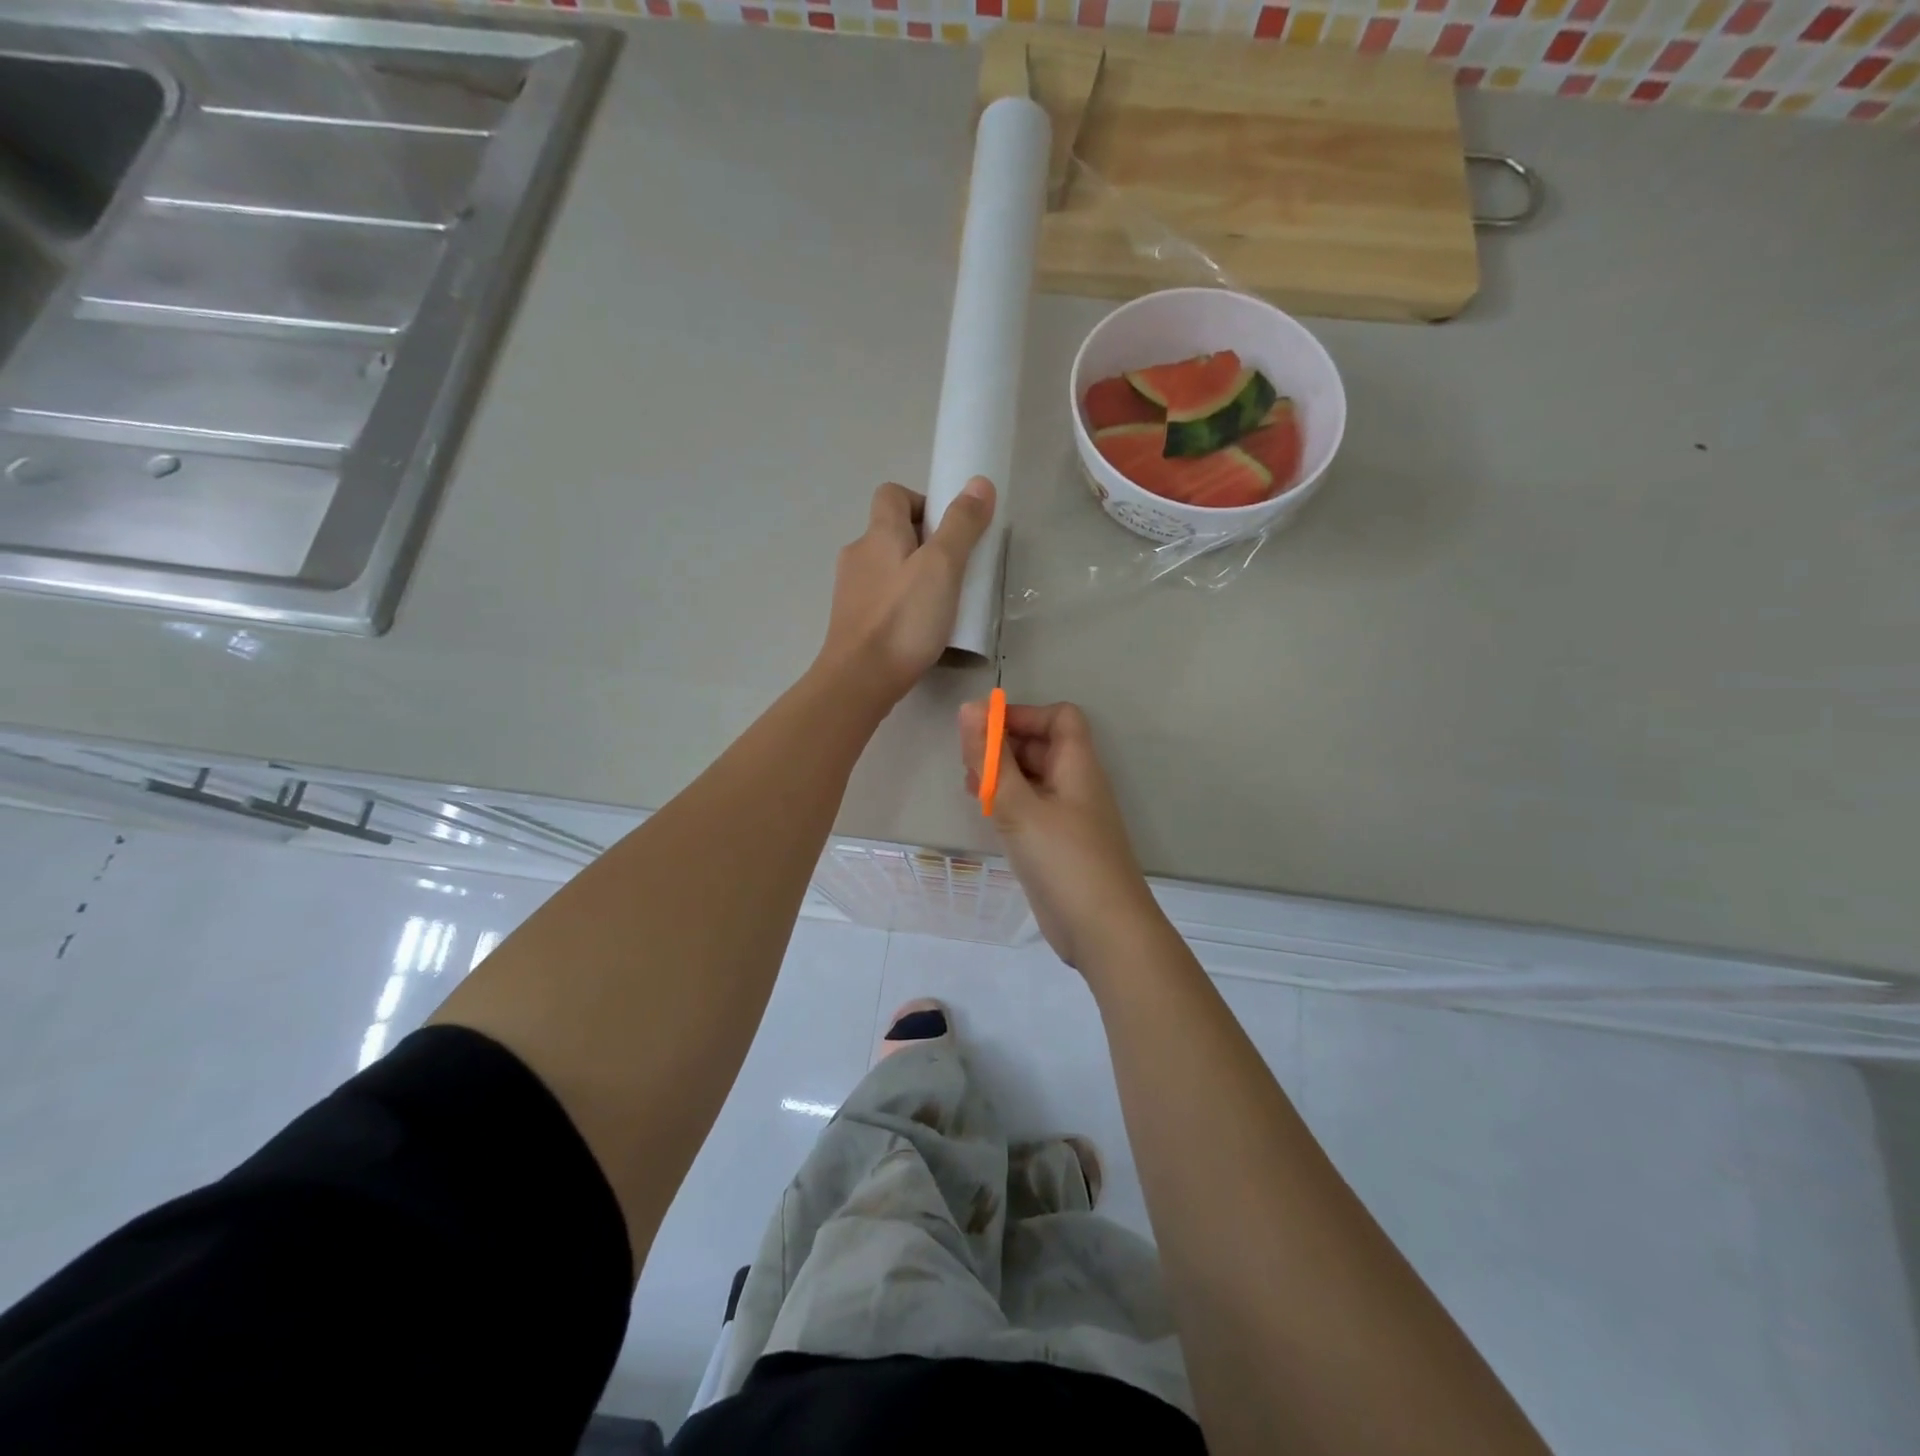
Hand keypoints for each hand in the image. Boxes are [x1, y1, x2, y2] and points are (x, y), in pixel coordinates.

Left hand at [819, 478, 995, 704]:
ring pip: (886, 568)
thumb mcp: (942, 567)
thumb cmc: (903, 619)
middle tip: (954, 570)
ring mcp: (850, 590)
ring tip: (940, 603)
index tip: (950, 530)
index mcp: (878, 533)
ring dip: (912, 575)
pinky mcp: (851, 621)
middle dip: (924, 543)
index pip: (893, 494)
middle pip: (891, 532)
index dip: (922, 502)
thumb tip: (979, 482)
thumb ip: (962, 525)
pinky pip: (880, 598)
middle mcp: (858, 554)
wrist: (859, 679)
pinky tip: (918, 628)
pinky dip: (900, 603)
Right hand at [959, 699, 1161, 969]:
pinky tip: (985, 815)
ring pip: (1034, 779)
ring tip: (969, 787)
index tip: (985, 730)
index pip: (1059, 717)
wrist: (1103, 930)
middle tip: (967, 761)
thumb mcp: (1019, 807)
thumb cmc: (1064, 859)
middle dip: (1004, 746)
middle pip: (1043, 746)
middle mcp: (1076, 784)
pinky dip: (1008, 804)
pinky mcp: (1059, 845)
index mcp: (1077, 765)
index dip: (1023, 715)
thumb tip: (969, 708)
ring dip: (1003, 775)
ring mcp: (1069, 816)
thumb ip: (991, 760)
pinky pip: (1032, 809)